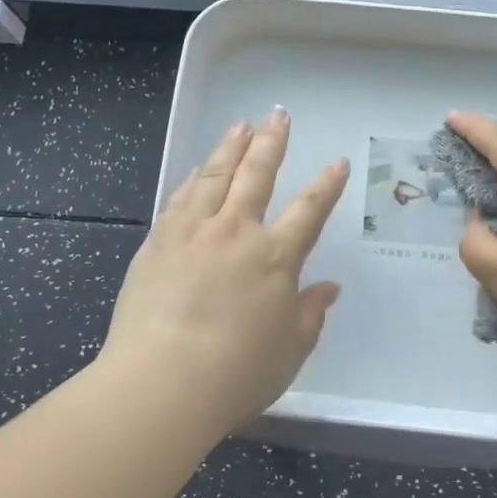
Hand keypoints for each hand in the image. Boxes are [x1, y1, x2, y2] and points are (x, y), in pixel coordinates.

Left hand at [100, 109, 349, 436]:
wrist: (162, 382)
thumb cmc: (236, 373)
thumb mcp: (290, 350)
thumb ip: (311, 313)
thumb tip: (329, 287)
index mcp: (276, 257)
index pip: (309, 210)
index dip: (327, 184)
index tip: (337, 162)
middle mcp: (237, 231)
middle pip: (257, 174)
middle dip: (272, 142)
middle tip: (279, 115)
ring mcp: (194, 231)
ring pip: (215, 176)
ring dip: (231, 148)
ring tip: (240, 125)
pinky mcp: (159, 241)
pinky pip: (180, 198)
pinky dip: (192, 179)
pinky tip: (196, 169)